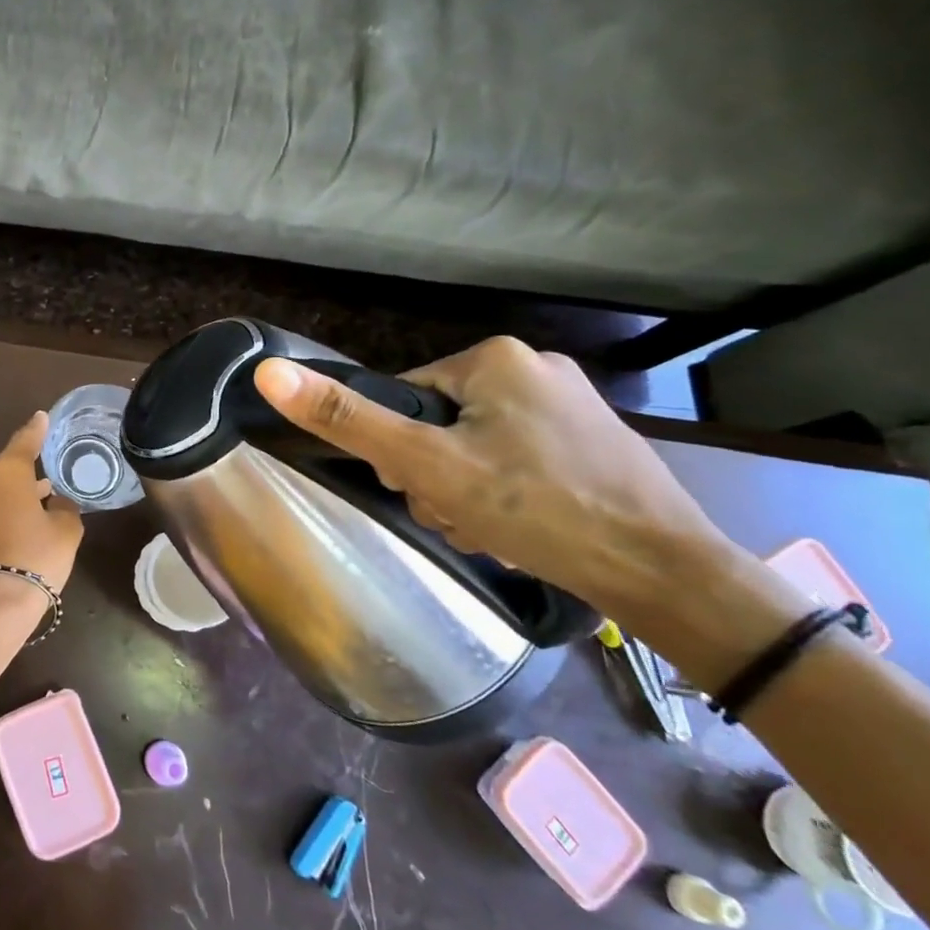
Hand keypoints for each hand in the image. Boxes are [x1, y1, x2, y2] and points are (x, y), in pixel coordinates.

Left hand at [0, 411, 83, 593]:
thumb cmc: (34, 558)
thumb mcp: (65, 530)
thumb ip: (63, 507)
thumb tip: (53, 502)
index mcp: (5, 472)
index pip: (25, 441)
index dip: (36, 430)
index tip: (41, 417)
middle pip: (5, 469)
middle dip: (24, 473)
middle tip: (46, 479)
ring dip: (11, 496)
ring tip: (35, 506)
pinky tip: (15, 530)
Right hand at [252, 337, 739, 622]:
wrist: (662, 571)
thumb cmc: (534, 507)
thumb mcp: (426, 465)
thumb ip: (347, 419)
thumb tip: (268, 371)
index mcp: (493, 358)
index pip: (405, 399)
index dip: (399, 451)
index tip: (421, 490)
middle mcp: (534, 367)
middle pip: (440, 423)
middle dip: (436, 476)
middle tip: (458, 516)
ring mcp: (571, 404)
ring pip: (476, 445)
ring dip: (465, 491)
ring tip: (490, 529)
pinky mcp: (592, 440)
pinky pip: (517, 458)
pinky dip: (505, 493)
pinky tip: (519, 527)